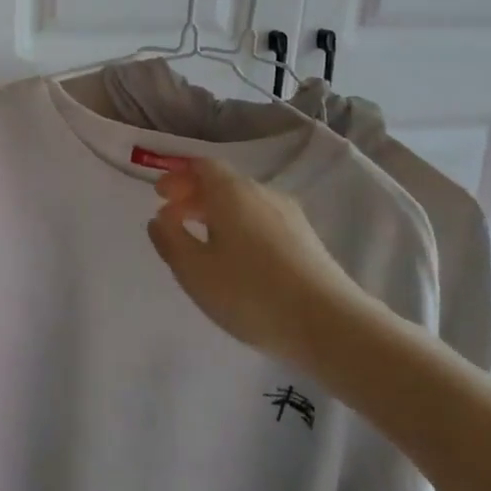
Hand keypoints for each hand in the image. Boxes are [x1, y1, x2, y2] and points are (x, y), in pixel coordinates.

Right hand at [146, 158, 374, 365]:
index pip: (202, 166)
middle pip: (223, 183)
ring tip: (202, 242)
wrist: (330, 324)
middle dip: (194, 196)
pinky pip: (262, 221)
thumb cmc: (250, 292)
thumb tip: (160, 219)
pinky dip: (240, 228)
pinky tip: (237, 259)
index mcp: (231, 192)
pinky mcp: (307, 240)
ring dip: (217, 214)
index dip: (178, 177)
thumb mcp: (194, 270)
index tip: (160, 196)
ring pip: (244, 203)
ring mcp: (290, 216)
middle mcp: (262, 193)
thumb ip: (170, 239)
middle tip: (172, 219)